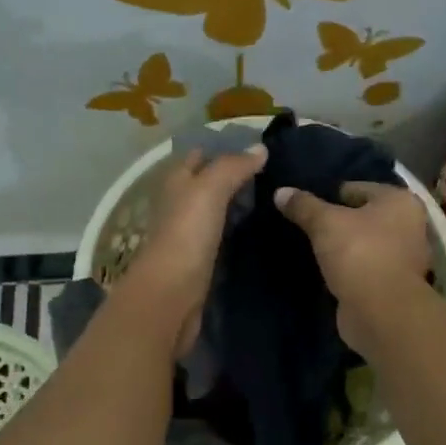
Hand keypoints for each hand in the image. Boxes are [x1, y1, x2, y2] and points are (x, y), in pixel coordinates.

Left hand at [117, 145, 266, 354]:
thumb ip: (232, 168)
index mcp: (177, 184)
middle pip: (206, 186)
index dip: (222, 150)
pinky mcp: (199, 265)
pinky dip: (236, 234)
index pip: (198, 157)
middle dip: (233, 179)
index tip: (258, 150)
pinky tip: (258, 234)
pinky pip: (220, 241)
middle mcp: (179, 208)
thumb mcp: (209, 190)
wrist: (171, 296)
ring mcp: (188, 238)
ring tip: (273, 202)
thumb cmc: (186, 235)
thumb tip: (260, 149)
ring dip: (236, 208)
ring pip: (214, 214)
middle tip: (274, 176)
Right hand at [274, 181, 429, 350]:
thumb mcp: (324, 223)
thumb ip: (303, 206)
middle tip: (306, 226)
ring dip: (344, 247)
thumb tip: (280, 192)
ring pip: (364, 244)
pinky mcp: (393, 285)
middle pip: (363, 216)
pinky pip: (365, 267)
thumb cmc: (359, 253)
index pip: (357, 188)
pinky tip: (326, 271)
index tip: (305, 206)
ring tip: (313, 248)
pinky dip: (349, 268)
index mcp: (399, 201)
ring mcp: (404, 258)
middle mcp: (409, 225)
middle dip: (337, 221)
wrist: (381, 312)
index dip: (329, 194)